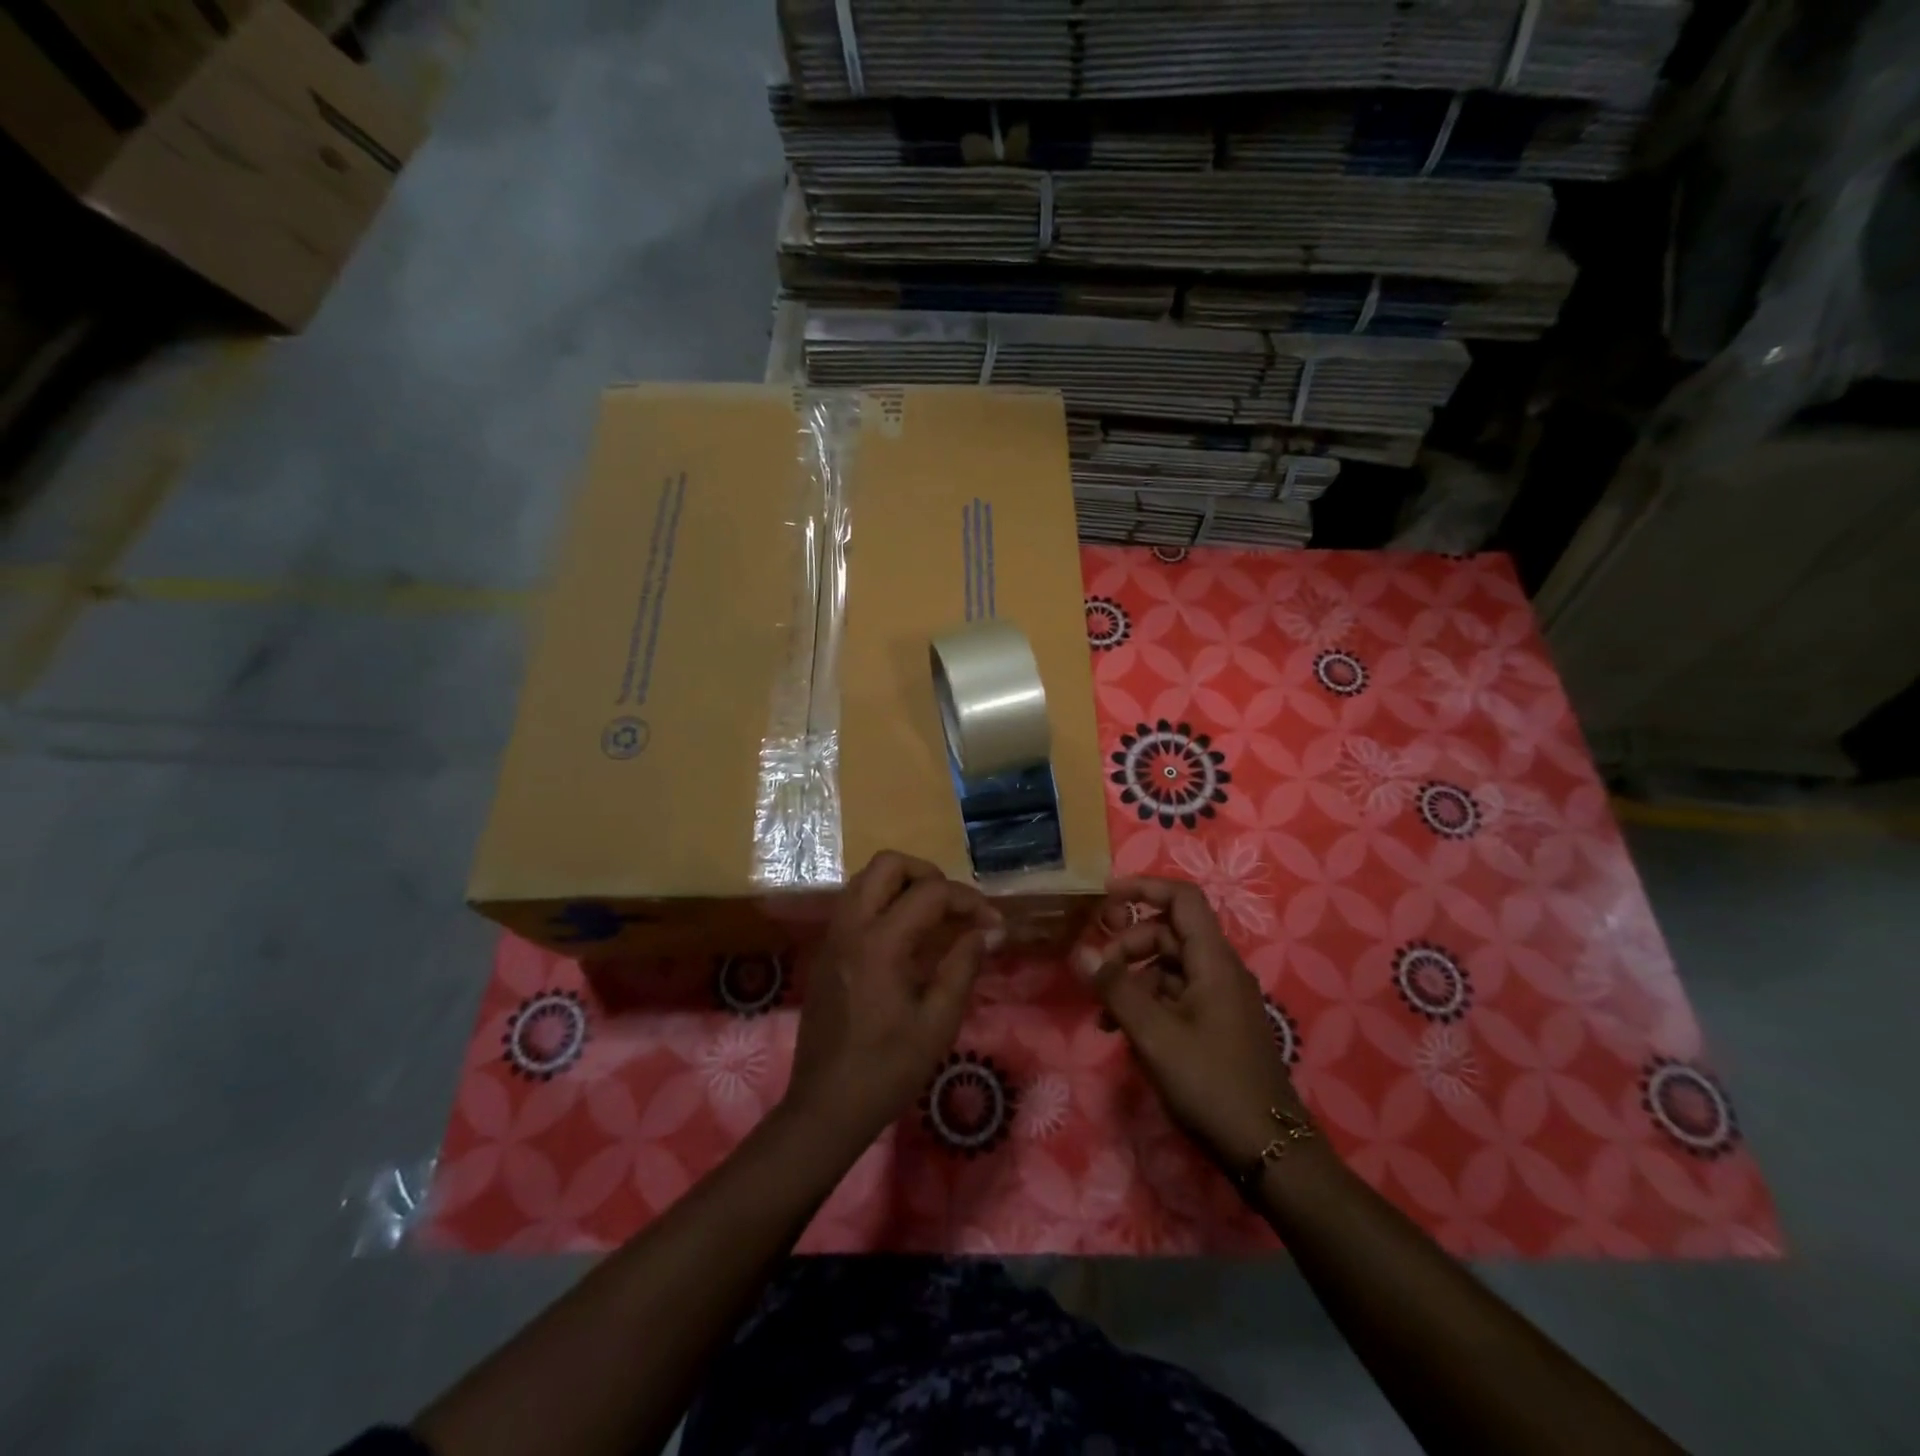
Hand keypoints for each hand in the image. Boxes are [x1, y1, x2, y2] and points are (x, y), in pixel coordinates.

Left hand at [784, 851, 1002, 1152]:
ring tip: (934, 917)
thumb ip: (963, 966)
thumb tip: (990, 931)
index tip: (994, 924)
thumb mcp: (937, 1023)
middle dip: (928, 874)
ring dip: (903, 884)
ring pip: (866, 879)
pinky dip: (883, 901)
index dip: (968, 900)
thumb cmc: (887, 1070)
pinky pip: (854, 903)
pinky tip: (906, 937)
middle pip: (887, 864)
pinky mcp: (825, 951)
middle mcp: (851, 927)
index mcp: (880, 943)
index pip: (929, 893)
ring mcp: (833, 937)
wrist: (825, 1108)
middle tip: (955, 906)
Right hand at [1075, 875, 1306, 1171]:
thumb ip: (1116, 988)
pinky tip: (1123, 1033)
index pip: (1182, 899)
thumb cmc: (1211, 1083)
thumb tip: (1080, 952)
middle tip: (1097, 973)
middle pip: (1169, 933)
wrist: (1268, 1151)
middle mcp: (1219, 971)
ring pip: (1168, 967)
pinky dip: (1147, 1003)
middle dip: (1128, 945)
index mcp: (1213, 961)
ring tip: (1102, 1014)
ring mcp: (1220, 1000)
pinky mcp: (1216, 1026)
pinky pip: (1176, 997)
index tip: (1105, 898)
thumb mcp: (1154, 1035)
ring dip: (1132, 979)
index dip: (1144, 888)